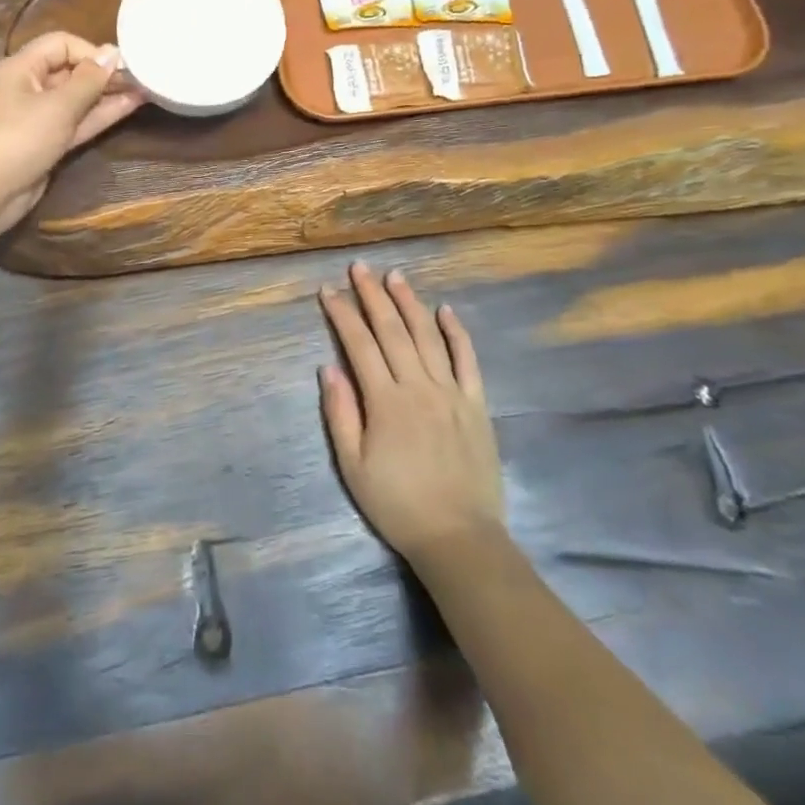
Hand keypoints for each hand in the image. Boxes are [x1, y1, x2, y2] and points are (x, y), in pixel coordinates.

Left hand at [0, 32, 143, 240]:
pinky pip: (76, 123)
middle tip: (143, 77)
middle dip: (104, 73)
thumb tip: (113, 52)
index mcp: (22, 68)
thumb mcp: (57, 106)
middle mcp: (29, 87)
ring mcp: (37, 118)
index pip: (61, 44)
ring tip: (145, 90)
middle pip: (70, 71)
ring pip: (77, 100)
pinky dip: (99, 116)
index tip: (121, 65)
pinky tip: (128, 108)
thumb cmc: (17, 140)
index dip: (91, 50)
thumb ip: (88, 80)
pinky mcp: (46, 143)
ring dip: (107, 95)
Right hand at [318, 263, 505, 565]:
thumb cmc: (398, 504)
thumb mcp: (353, 466)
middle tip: (360, 267)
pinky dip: (456, 332)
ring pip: (428, 335)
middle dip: (373, 295)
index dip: (342, 314)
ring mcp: (451, 392)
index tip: (328, 290)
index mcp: (385, 401)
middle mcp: (418, 386)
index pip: (359, 344)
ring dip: (410, 302)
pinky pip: (467, 359)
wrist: (459, 538)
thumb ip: (340, 414)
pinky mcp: (476, 404)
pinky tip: (445, 309)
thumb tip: (328, 367)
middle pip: (392, 330)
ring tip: (395, 276)